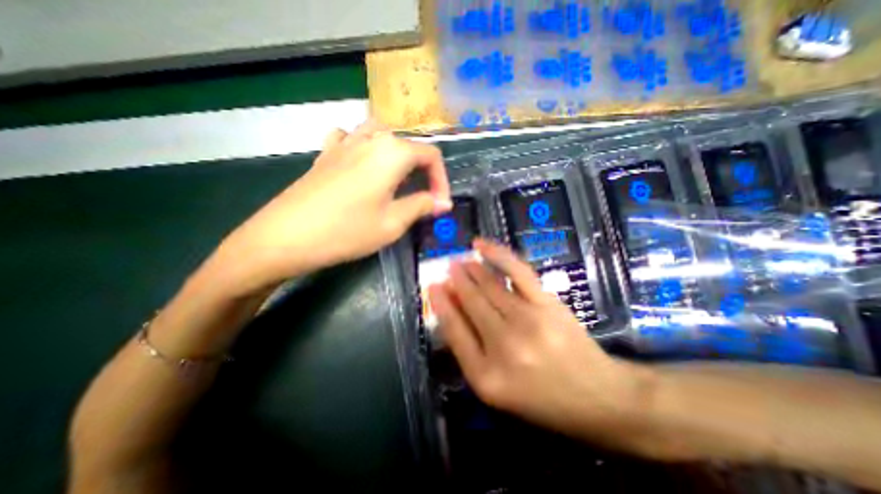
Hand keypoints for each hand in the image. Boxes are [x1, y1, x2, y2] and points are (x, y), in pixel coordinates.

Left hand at [208, 122, 450, 293]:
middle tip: (423, 196)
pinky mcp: (325, 154)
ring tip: (398, 177)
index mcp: (392, 153)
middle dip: (423, 170)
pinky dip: (363, 147)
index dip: (441, 180)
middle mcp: (370, 139)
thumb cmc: (346, 231)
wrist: (285, 237)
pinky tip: (361, 164)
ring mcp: (344, 143)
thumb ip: (422, 206)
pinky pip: (350, 138)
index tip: (440, 204)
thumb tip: (443, 203)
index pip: (431, 156)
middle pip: (408, 144)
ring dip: (397, 154)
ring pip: (381, 134)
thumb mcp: (393, 223)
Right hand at [430, 242, 645, 444]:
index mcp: (486, 376)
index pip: (453, 330)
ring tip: (460, 261)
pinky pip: (515, 271)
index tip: (432, 287)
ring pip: (489, 285)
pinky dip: (496, 254)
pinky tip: (481, 245)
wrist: (598, 397)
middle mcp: (503, 345)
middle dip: (455, 281)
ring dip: (470, 269)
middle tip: (447, 267)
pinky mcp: (546, 303)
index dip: (440, 304)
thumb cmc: (543, 400)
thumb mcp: (497, 390)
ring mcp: (527, 320)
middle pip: (470, 303)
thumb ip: (471, 352)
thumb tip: (451, 311)